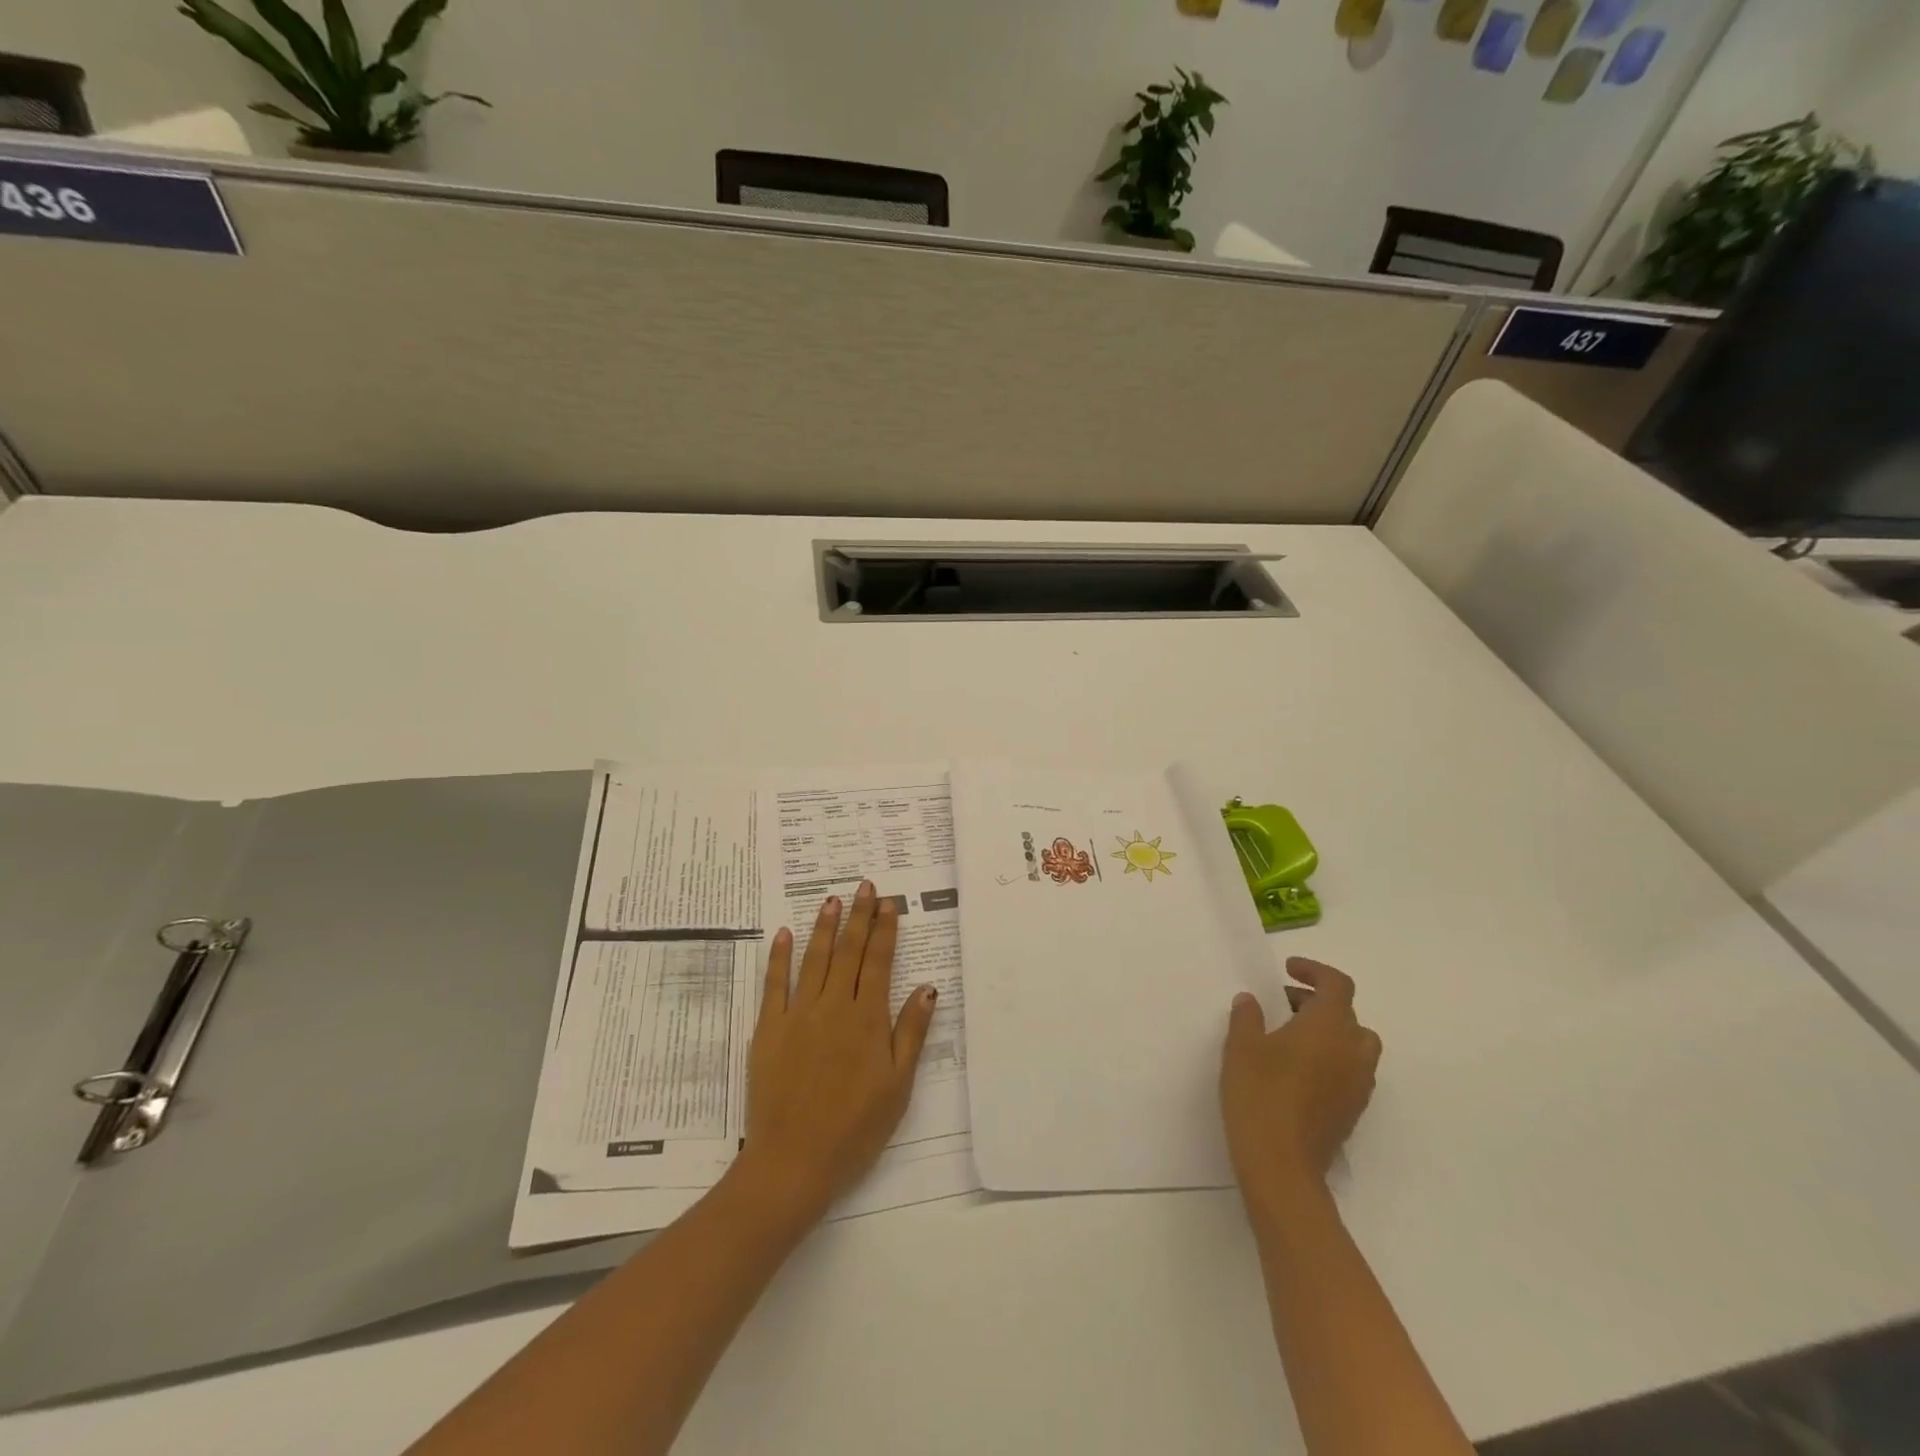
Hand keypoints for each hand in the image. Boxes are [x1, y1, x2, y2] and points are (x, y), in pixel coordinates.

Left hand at [734, 883, 938, 1226]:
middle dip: (858, 917)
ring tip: (832, 899)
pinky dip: (779, 957)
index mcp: (868, 1020)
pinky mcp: (768, 1030)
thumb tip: (927, 988)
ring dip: (824, 927)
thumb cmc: (855, 1129)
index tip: (888, 904)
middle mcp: (834, 1007)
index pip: (879, 963)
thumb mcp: (897, 1086)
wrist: (793, 1163)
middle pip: (848, 952)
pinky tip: (784, 933)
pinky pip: (774, 985)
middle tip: (864, 886)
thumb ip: (911, 1033)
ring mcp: (798, 1016)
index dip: (884, 931)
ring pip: (814, 960)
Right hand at [1220, 958, 1381, 1210]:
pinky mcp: (1353, 1111)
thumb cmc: (1259, 1094)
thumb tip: (1252, 1001)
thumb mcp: (1241, 1046)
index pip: (1337, 985)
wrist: (1281, 1165)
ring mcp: (1357, 1085)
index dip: (1314, 971)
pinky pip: (1350, 1071)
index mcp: (1328, 1027)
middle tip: (1282, 1005)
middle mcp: (1352, 1051)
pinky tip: (1296, 1072)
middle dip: (1318, 1003)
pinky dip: (1330, 1060)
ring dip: (1328, 1032)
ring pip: (1354, 1045)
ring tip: (1289, 1038)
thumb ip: (1247, 1017)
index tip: (1287, 969)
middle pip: (1349, 1014)